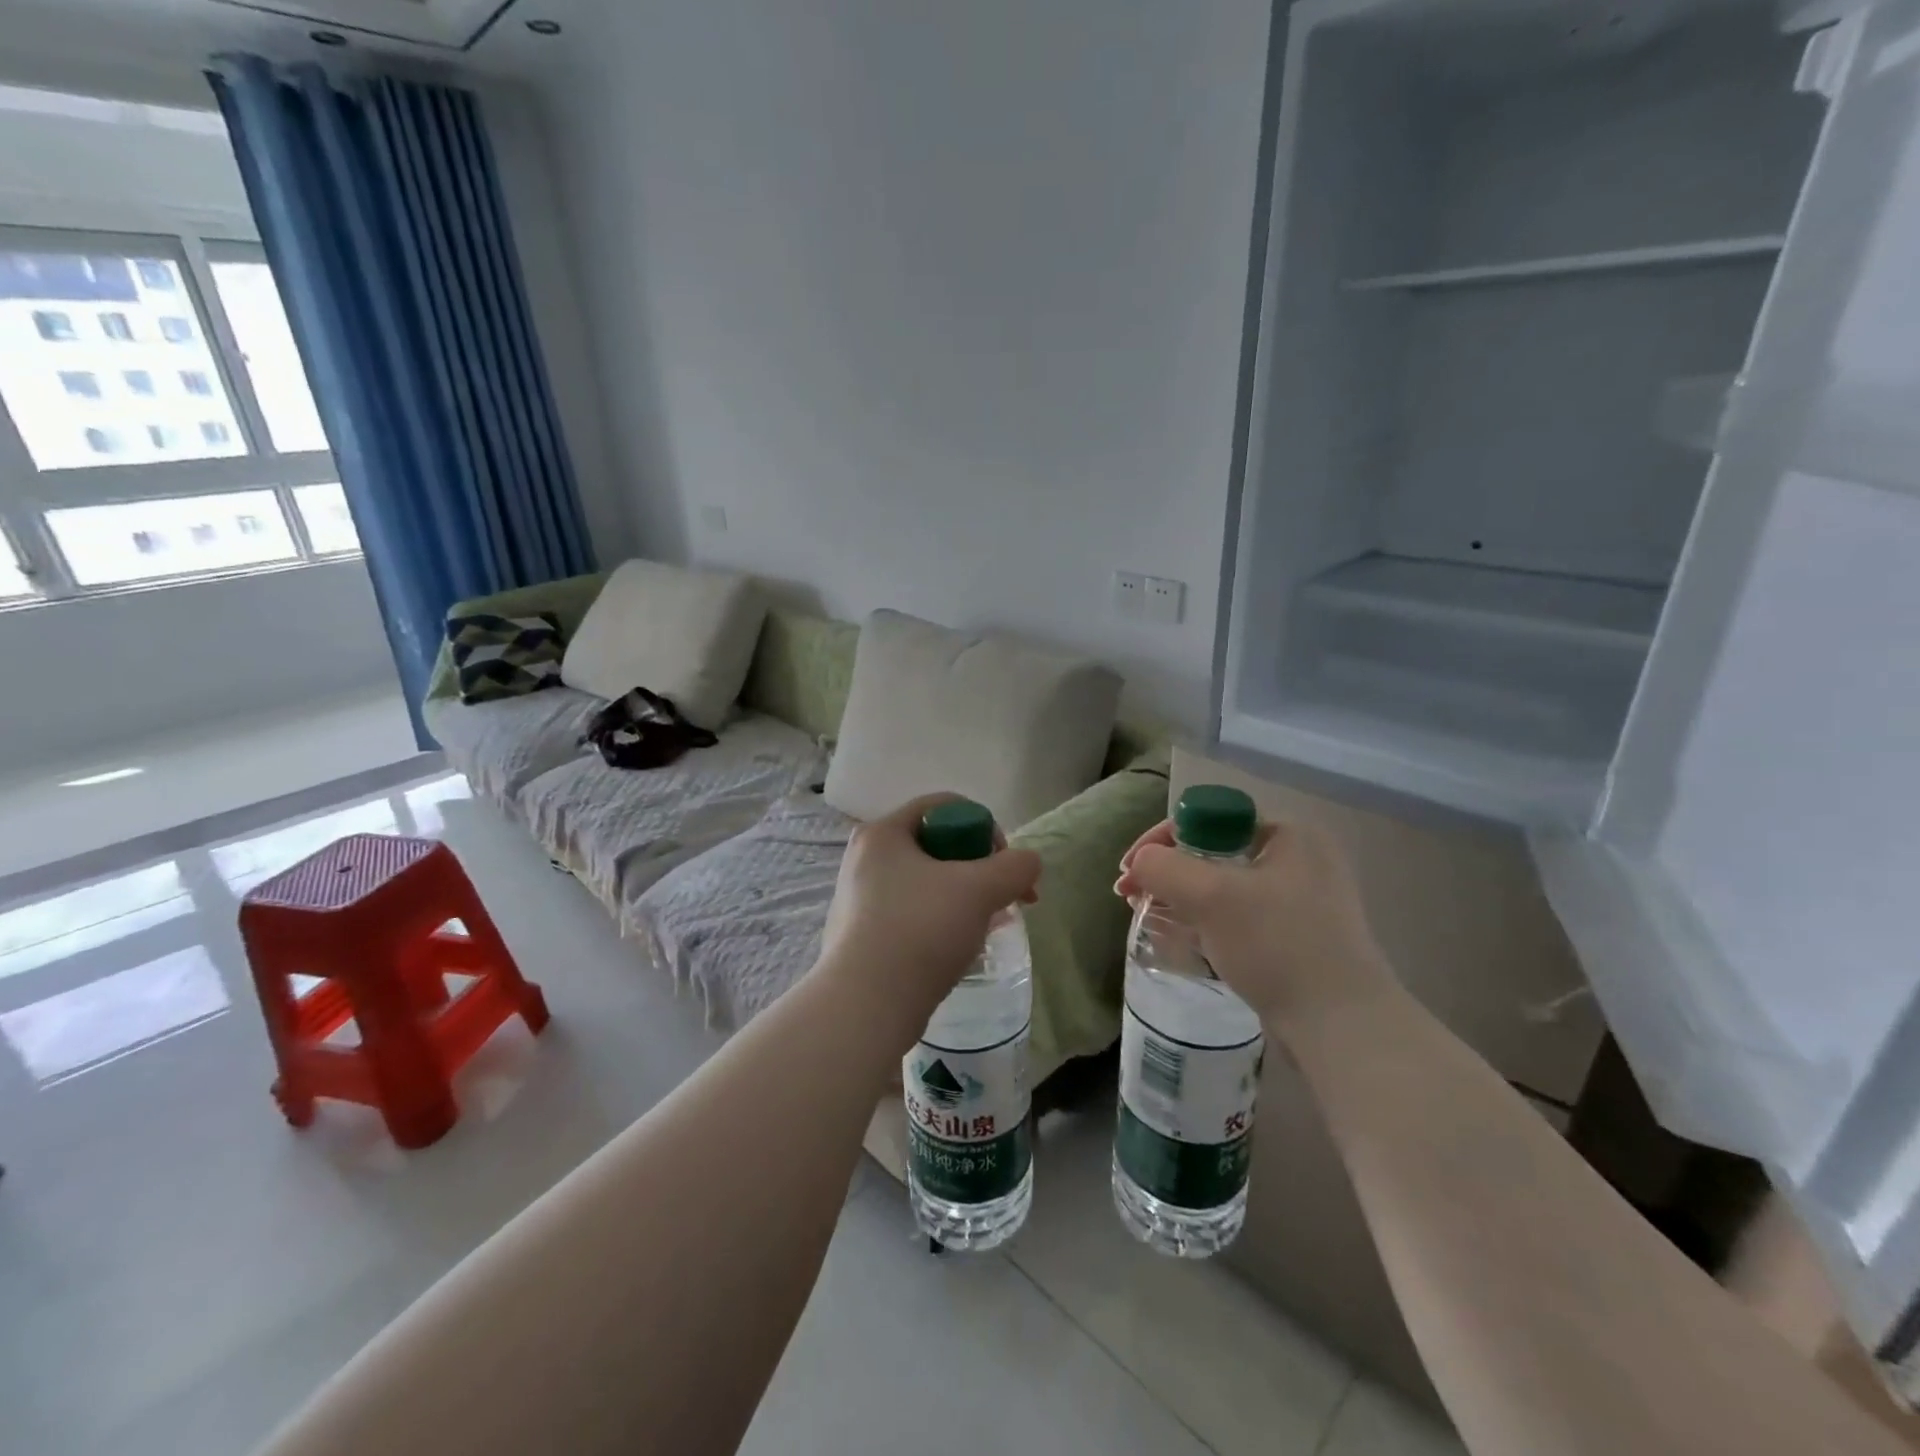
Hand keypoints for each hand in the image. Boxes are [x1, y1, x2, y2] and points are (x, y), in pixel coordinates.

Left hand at [818, 794, 1041, 1044]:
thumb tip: (1028, 863)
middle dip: (980, 869)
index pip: (943, 806)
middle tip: (1006, 898)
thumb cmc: (920, 929)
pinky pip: (915, 914)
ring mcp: (862, 899)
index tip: (1003, 864)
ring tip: (991, 925)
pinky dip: (943, 923)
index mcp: (883, 833)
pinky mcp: (865, 936)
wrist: (866, 1005)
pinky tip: (964, 948)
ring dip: (966, 898)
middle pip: (938, 846)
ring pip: (929, 883)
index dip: (983, 826)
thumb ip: (1015, 866)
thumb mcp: (980, 889)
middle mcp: (866, 859)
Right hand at [1114, 817, 1396, 1033]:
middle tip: (1131, 895)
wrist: (1341, 1026)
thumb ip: (1164, 868)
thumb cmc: (1277, 945)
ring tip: (1146, 916)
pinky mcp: (1295, 939)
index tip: (1129, 870)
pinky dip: (1205, 923)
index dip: (1161, 840)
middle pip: (1212, 853)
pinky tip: (1179, 941)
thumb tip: (1139, 864)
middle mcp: (1298, 860)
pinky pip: (1238, 918)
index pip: (1209, 818)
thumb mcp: (1211, 896)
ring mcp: (1300, 902)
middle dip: (1167, 872)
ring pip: (1222, 888)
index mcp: (1288, 834)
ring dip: (1181, 898)